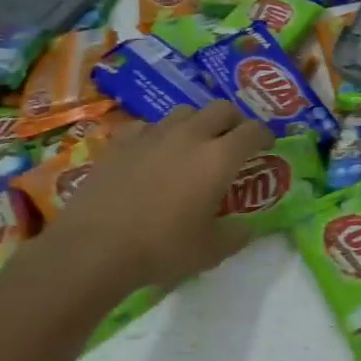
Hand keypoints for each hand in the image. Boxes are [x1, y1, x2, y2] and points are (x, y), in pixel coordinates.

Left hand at [22, 101, 272, 294]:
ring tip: (194, 144)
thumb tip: (247, 228)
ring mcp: (152, 134)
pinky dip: (159, 134)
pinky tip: (153, 153)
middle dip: (234, 121)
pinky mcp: (121, 141)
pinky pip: (149, 125)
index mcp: (219, 158)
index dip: (265, 136)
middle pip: (222, 109)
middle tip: (234, 142)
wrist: (94, 248)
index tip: (267, 147)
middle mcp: (190, 135)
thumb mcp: (211, 251)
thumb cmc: (161, 249)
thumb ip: (236, 235)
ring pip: (185, 111)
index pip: (254, 130)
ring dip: (198, 123)